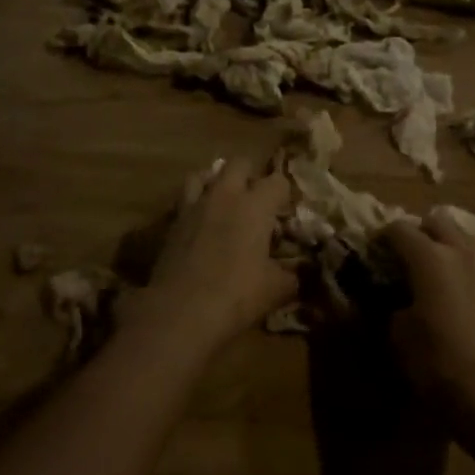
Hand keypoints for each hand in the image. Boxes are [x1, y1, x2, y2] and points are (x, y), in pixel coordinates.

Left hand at [122, 156, 296, 351]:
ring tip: (224, 202)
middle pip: (239, 163)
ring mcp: (194, 206)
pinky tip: (201, 224)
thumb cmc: (236, 295)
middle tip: (257, 200)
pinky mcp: (171, 223)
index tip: (287, 210)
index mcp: (255, 205)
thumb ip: (294, 274)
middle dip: (251, 175)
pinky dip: (195, 204)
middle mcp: (224, 195)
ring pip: (204, 174)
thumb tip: (303, 272)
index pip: (278, 180)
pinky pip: (185, 200)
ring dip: (217, 182)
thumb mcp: (277, 289)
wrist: (180, 312)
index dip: (285, 192)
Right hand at [385, 208, 474, 421]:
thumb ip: (392, 304)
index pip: (400, 229)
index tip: (372, 250)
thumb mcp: (397, 334)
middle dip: (418, 230)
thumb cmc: (434, 360)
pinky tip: (453, 289)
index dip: (381, 236)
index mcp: (430, 258)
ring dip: (446, 242)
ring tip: (432, 266)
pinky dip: (462, 264)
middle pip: (437, 221)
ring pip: (464, 236)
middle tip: (404, 253)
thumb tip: (395, 298)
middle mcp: (460, 253)